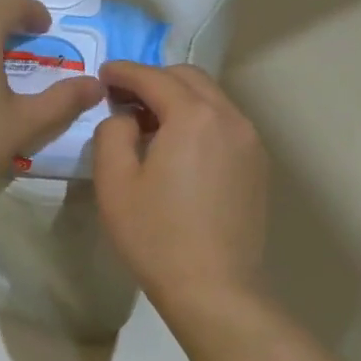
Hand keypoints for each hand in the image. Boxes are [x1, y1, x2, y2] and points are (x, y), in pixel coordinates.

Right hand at [92, 61, 268, 307]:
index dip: (124, 72)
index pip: (153, 77)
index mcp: (193, 116)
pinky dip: (199, 120)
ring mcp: (250, 142)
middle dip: (154, 79)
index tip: (103, 74)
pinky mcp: (257, 166)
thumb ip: (112, 132)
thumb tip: (126, 117)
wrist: (214, 289)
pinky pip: (225, 124)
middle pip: (189, 78)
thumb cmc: (156, 235)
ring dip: (178, 99)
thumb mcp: (114, 182)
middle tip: (123, 98)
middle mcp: (229, 118)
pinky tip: (179, 148)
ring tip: (149, 124)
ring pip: (211, 100)